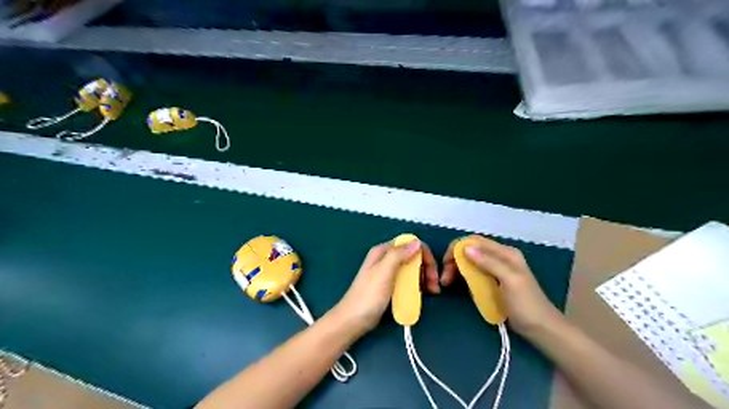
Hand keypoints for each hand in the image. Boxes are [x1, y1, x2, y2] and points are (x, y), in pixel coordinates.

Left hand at [332, 238, 438, 332]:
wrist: (353, 320)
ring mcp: (389, 273)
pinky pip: (408, 280)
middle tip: (434, 285)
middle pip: (413, 256)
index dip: (424, 253)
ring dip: (424, 277)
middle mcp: (386, 259)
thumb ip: (398, 255)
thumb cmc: (368, 296)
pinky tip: (423, 294)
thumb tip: (416, 242)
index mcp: (383, 252)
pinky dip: (417, 285)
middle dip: (426, 267)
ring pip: (412, 268)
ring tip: (432, 292)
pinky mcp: (390, 286)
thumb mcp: (384, 272)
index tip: (432, 271)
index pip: (409, 243)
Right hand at [438, 235, 561, 336]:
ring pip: (470, 262)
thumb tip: (466, 248)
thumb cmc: (526, 304)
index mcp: (505, 253)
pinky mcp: (493, 281)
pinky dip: (463, 276)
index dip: (457, 248)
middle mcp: (500, 257)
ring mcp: (496, 270)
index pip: (475, 241)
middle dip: (455, 260)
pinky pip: (474, 273)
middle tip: (445, 278)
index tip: (446, 263)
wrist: (541, 328)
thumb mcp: (509, 280)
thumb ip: (489, 262)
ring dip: (457, 269)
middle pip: (470, 251)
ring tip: (447, 283)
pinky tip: (457, 284)